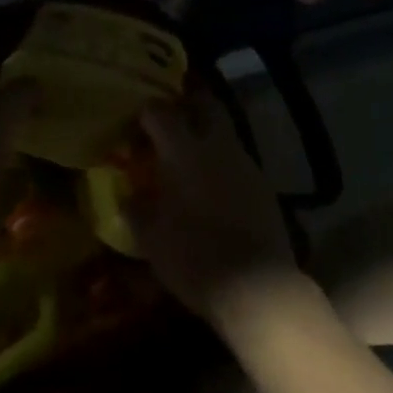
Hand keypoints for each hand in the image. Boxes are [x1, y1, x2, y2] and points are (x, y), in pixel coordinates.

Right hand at [130, 87, 300, 333]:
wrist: (256, 288)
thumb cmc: (193, 256)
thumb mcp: (150, 238)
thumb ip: (136, 208)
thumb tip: (129, 195)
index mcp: (183, 150)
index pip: (159, 111)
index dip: (144, 115)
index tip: (133, 132)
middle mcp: (216, 145)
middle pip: (204, 104)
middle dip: (185, 105)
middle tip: (168, 124)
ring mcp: (245, 163)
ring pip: (223, 132)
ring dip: (206, 137)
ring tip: (189, 161)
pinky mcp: (263, 185)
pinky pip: (237, 161)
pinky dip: (222, 165)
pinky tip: (213, 190)